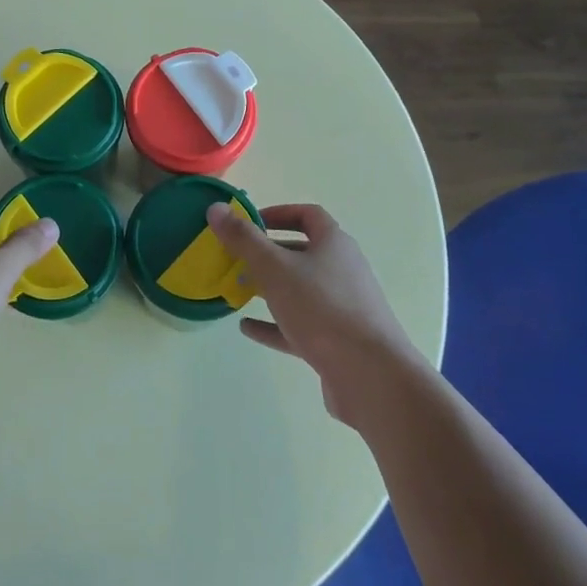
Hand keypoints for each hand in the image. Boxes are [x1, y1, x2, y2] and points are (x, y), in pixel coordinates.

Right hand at [209, 202, 416, 427]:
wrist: (371, 377)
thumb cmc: (322, 309)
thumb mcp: (275, 268)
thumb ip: (243, 239)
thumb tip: (215, 208)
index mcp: (334, 244)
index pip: (308, 215)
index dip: (278, 213)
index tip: (249, 222)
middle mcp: (342, 271)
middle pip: (302, 253)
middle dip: (267, 254)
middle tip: (235, 258)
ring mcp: (342, 308)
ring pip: (300, 290)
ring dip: (269, 289)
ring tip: (237, 290)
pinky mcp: (337, 342)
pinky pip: (300, 325)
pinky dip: (274, 324)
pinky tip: (247, 328)